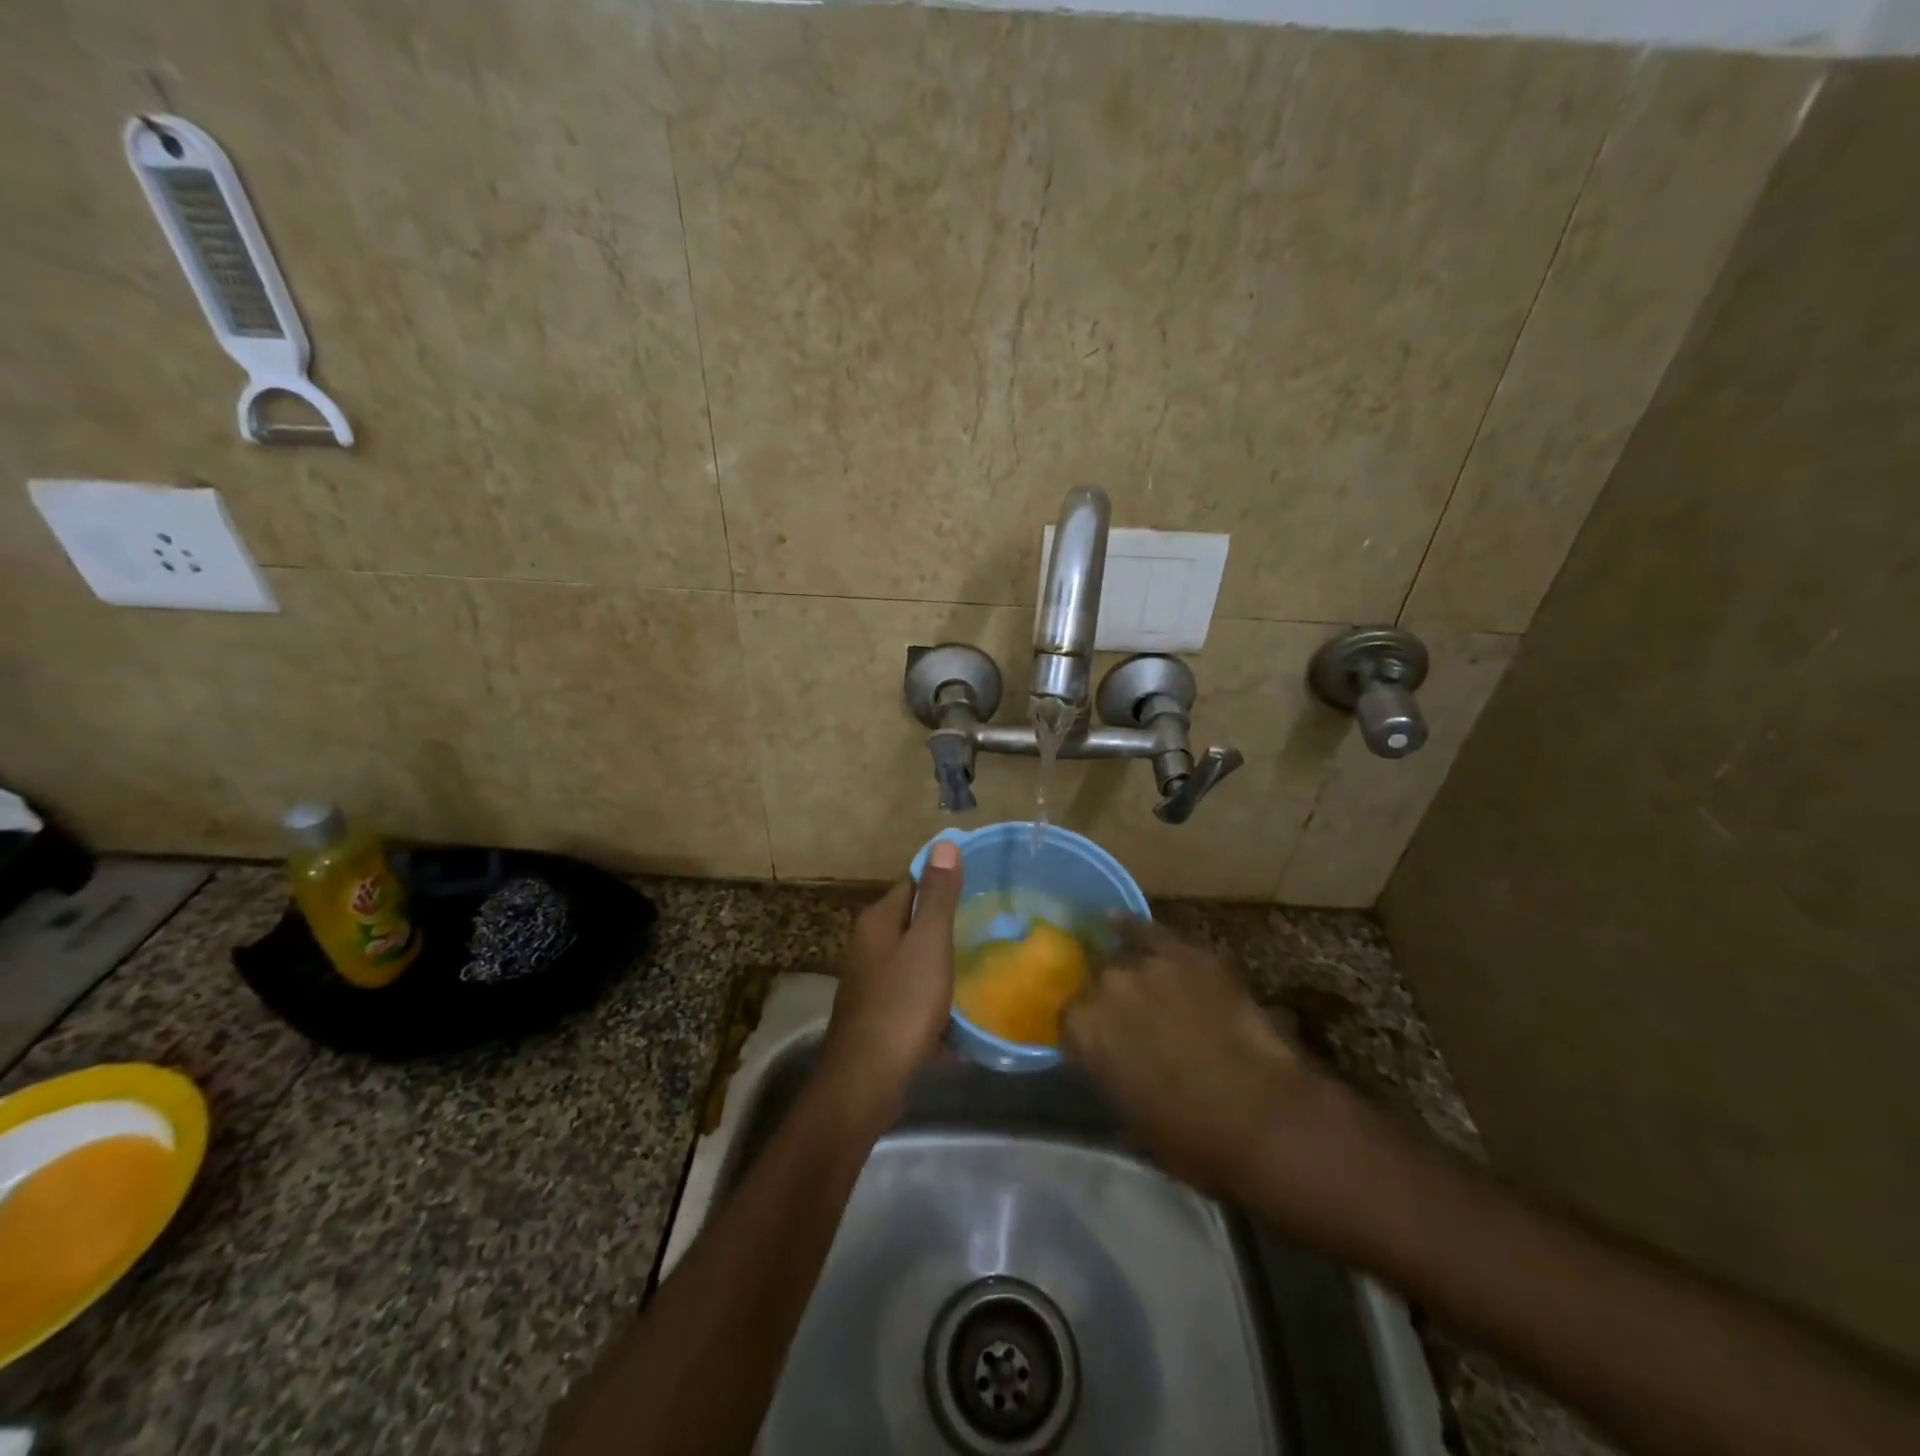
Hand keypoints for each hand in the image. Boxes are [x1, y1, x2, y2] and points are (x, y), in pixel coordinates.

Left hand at [820, 841, 964, 1118]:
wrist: (866, 1081)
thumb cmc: (901, 1005)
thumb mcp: (928, 945)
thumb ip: (938, 897)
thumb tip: (943, 843)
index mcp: (878, 921)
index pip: (913, 883)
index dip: (945, 880)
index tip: (982, 885)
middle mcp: (868, 945)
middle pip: (913, 921)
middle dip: (948, 923)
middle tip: (991, 925)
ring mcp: (871, 981)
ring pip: (915, 959)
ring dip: (944, 962)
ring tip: (984, 964)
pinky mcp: (878, 1013)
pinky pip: (913, 993)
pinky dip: (936, 998)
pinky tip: (962, 1012)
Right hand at [1062, 919, 1345, 1200]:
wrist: (1264, 1118)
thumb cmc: (1194, 1138)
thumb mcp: (1131, 1120)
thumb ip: (1108, 1078)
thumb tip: (1109, 1068)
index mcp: (1084, 1032)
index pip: (1068, 1020)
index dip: (1084, 1033)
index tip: (1096, 1044)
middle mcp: (1104, 987)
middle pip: (1094, 981)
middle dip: (1104, 997)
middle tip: (1124, 1019)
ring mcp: (1145, 963)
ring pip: (1120, 955)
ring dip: (1123, 970)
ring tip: (1131, 978)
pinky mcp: (1184, 952)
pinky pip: (1148, 930)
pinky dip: (1133, 928)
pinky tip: (1119, 922)